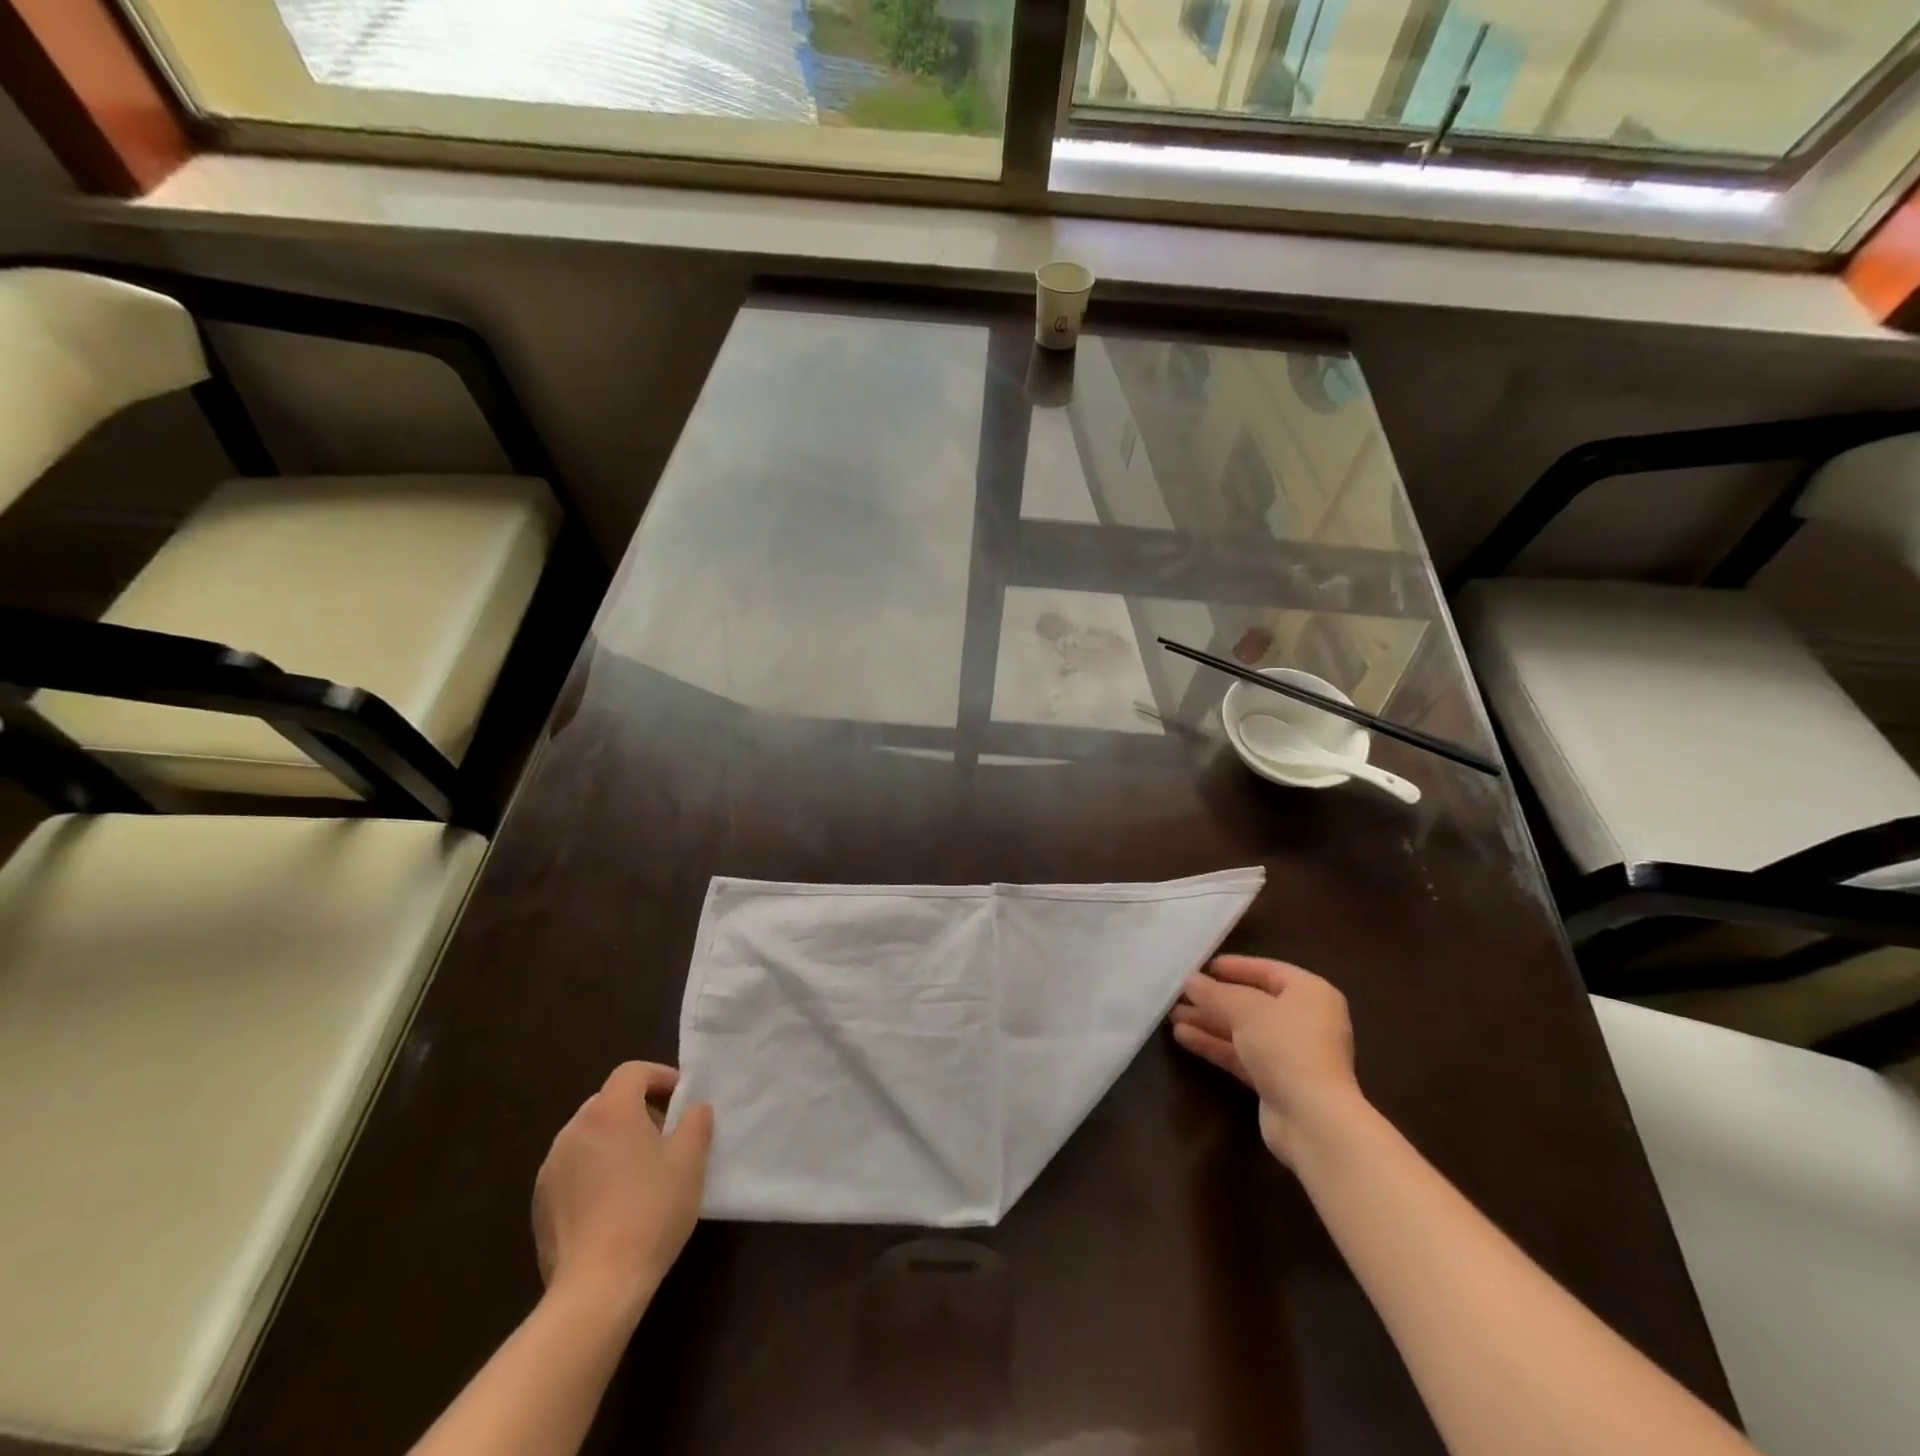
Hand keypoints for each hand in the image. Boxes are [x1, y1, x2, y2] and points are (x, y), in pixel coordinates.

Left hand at [532, 1062, 712, 1321]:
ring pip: (588, 1137)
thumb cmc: (650, 1212)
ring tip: (640, 1172)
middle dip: (638, 1110)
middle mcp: (573, 1131)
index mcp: (609, 1113)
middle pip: (608, 1102)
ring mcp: (551, 1169)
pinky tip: (613, 1204)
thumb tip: (694, 1109)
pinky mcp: (540, 1204)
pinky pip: (573, 1170)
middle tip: (665, 1136)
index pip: (632, 1072)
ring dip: (614, 1141)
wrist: (596, 1288)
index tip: (681, 1098)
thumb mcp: (690, 1162)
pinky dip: (594, 1171)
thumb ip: (696, 1123)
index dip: (659, 1076)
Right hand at [1170, 955, 1361, 1166]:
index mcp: (1310, 993)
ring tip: (1173, 1015)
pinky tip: (1182, 1037)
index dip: (1236, 967)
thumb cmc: (1286, 1047)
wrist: (1312, 1119)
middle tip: (1180, 993)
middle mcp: (1305, 1020)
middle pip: (1252, 1002)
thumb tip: (1189, 980)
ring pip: (1243, 1030)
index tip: (1204, 966)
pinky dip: (1215, 1045)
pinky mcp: (1277, 1081)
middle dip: (1214, 999)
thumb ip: (1214, 993)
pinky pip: (1242, 1054)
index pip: (1268, 970)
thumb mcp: (1245, 1010)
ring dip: (1209, 1022)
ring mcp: (1291, 1053)